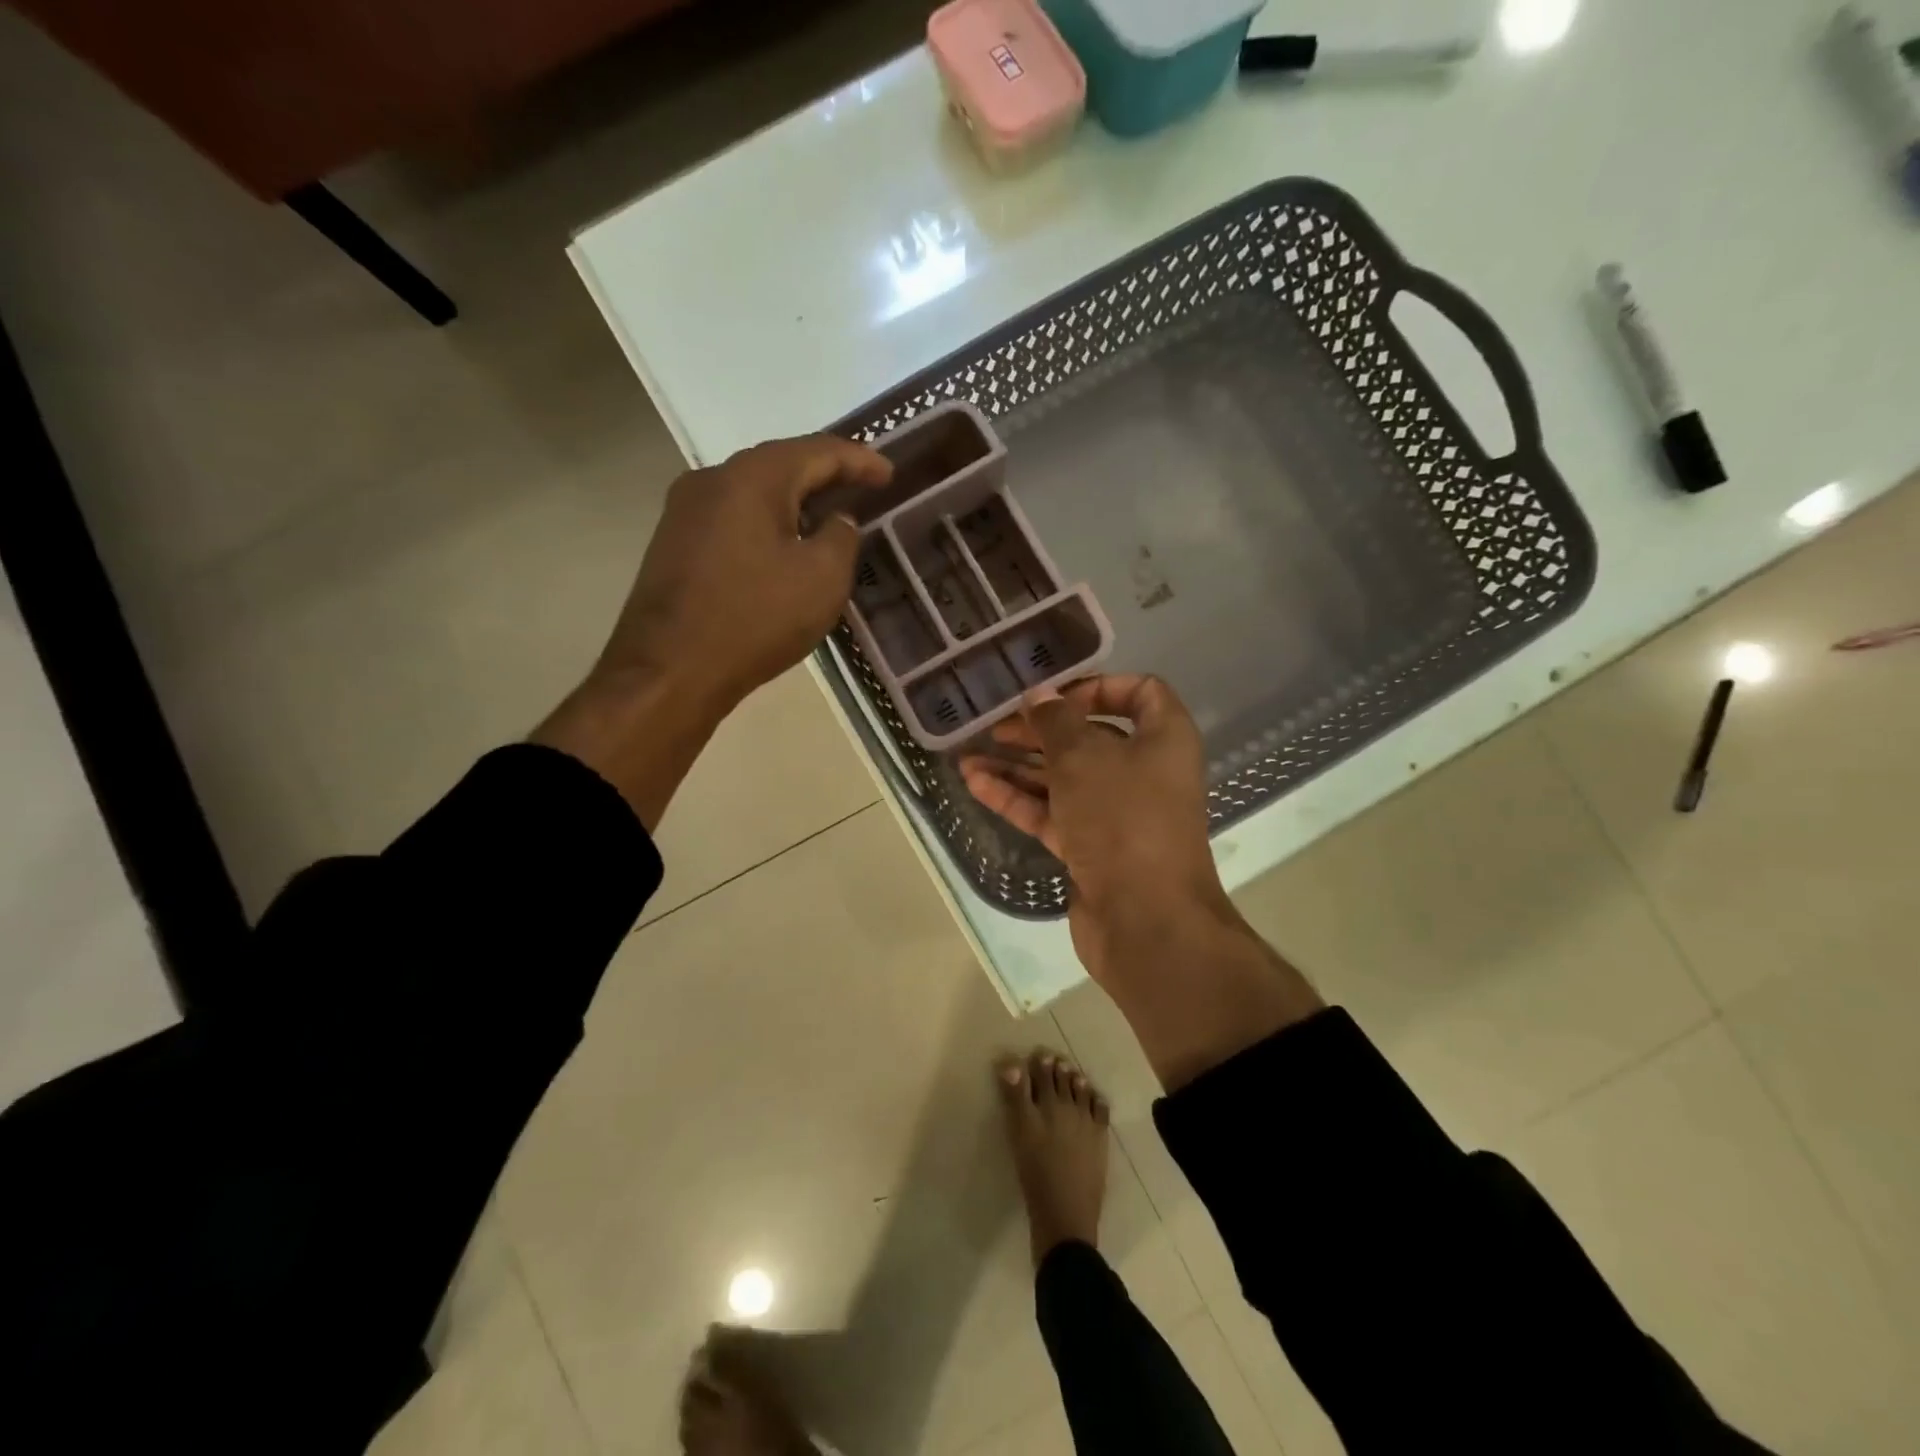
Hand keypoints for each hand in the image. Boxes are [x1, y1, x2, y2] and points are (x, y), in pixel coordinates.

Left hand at [593, 434, 892, 715]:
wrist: (669, 671)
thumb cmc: (755, 619)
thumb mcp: (822, 578)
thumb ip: (841, 536)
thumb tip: (836, 520)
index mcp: (752, 478)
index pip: (817, 451)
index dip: (859, 460)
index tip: (890, 474)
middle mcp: (712, 479)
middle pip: (780, 464)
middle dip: (824, 474)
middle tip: (862, 487)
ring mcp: (685, 511)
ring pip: (753, 492)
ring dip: (794, 500)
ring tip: (827, 514)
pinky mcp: (674, 543)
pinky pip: (733, 518)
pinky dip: (767, 522)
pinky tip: (783, 544)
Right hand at [962, 674, 1324, 1090]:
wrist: (1146, 920)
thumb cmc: (1123, 819)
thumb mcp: (1083, 757)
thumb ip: (1055, 721)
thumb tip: (1039, 697)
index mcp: (1163, 738)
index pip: (1139, 692)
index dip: (1096, 686)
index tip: (1052, 694)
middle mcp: (1144, 771)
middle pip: (1089, 737)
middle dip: (1040, 729)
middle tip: (996, 724)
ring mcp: (1116, 813)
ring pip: (1063, 778)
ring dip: (1018, 765)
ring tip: (969, 755)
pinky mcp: (1091, 847)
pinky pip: (1051, 812)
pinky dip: (1017, 798)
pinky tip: (975, 783)